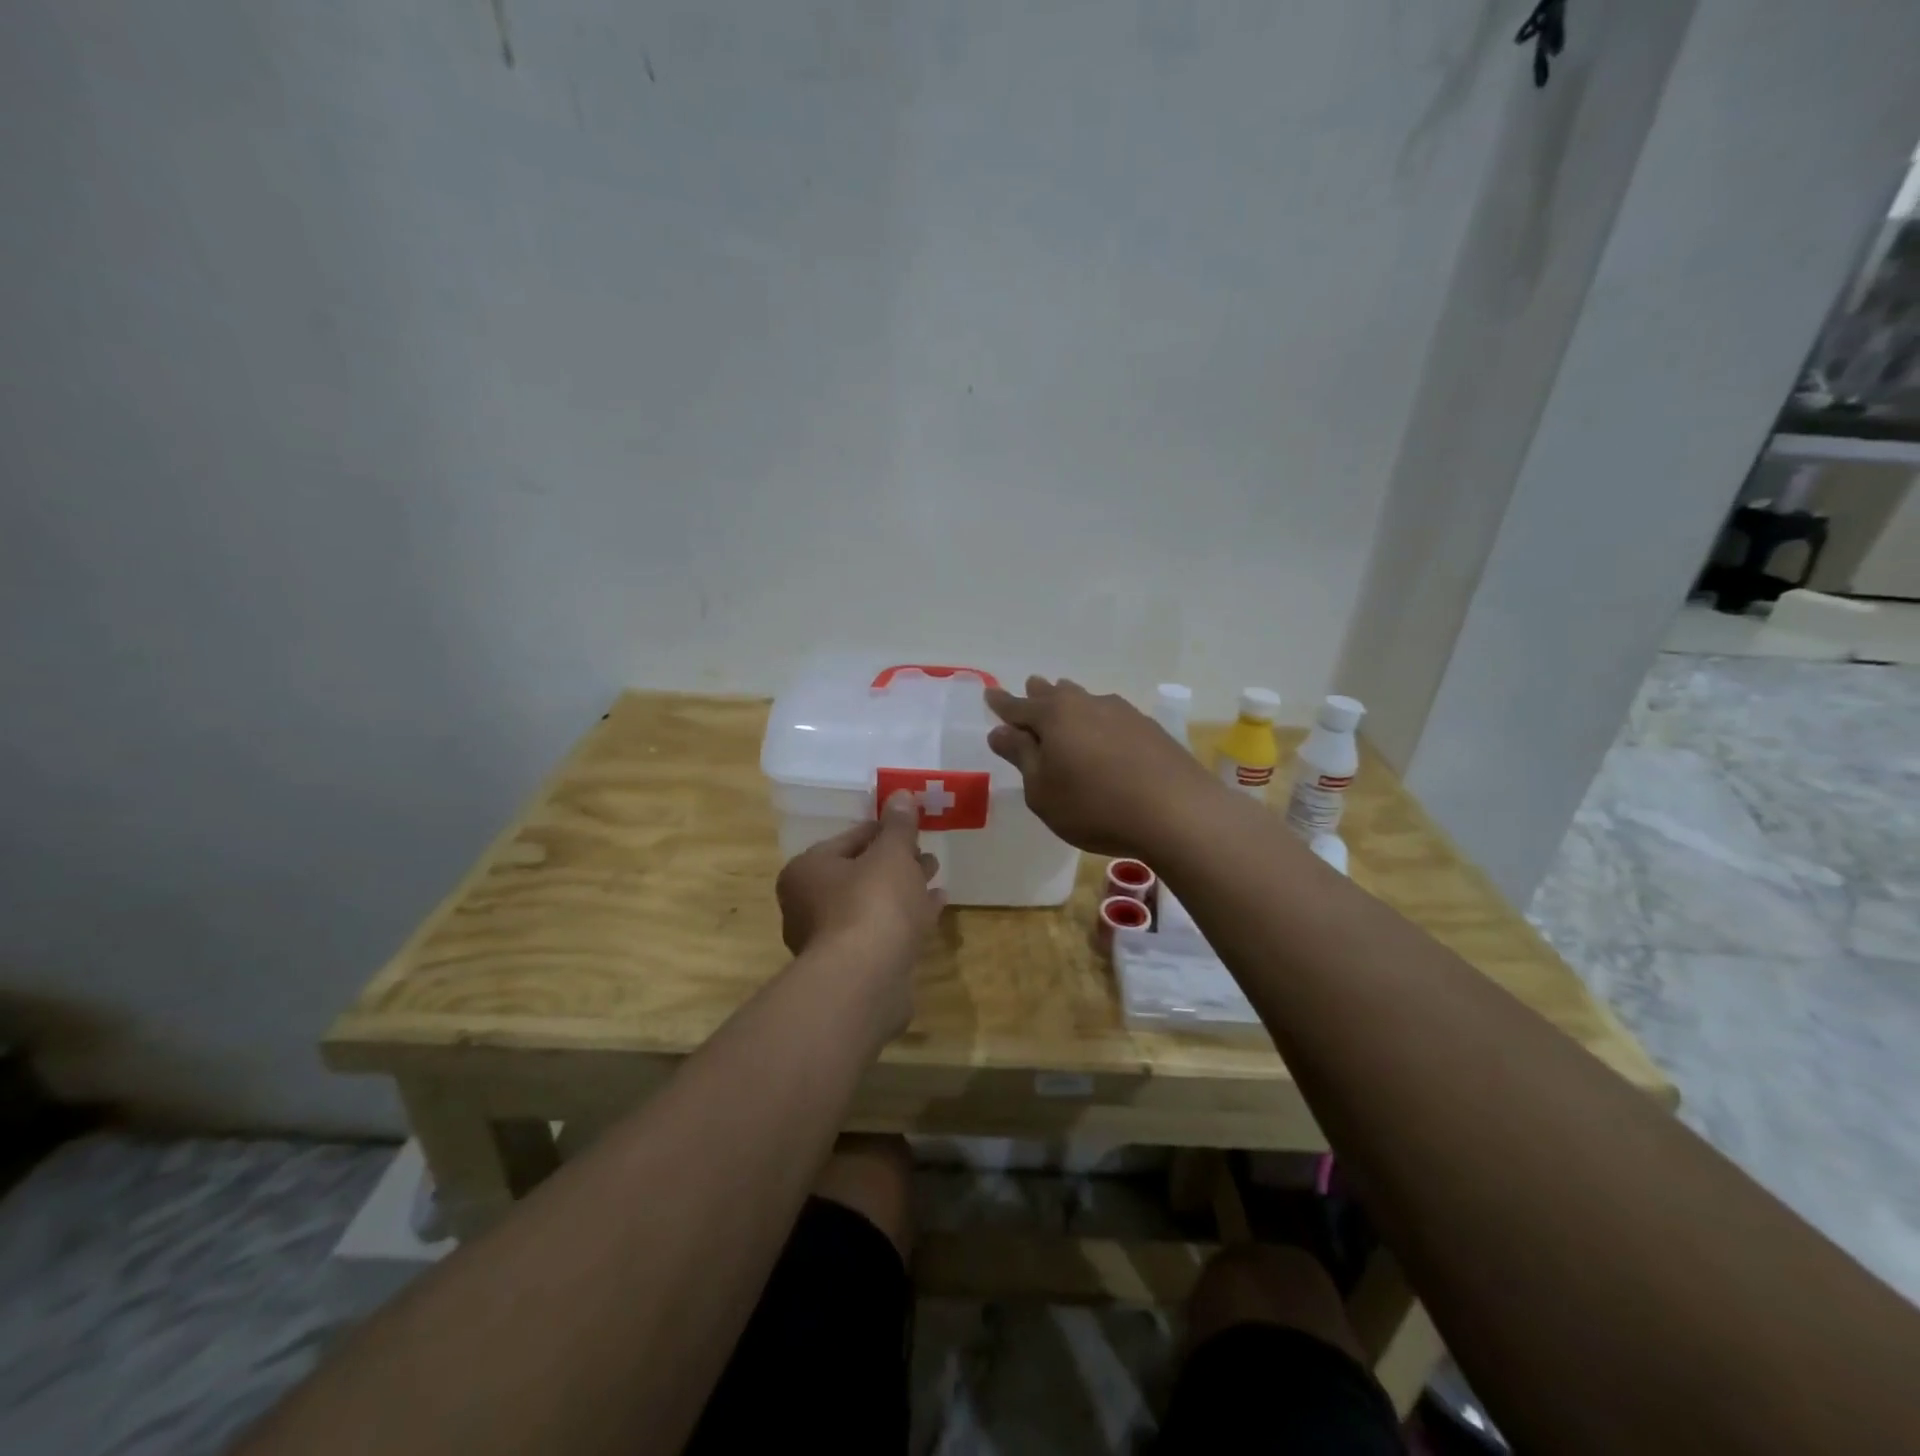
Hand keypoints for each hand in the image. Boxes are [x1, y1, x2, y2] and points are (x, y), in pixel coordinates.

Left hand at [776, 790, 945, 981]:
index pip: (850, 839)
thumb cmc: (872, 903)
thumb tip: (901, 795)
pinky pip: (883, 930)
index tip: (912, 826)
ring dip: (904, 888)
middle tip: (926, 852)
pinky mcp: (853, 966)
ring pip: (873, 903)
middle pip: (860, 872)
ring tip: (936, 874)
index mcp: (808, 870)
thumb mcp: (891, 854)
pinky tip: (937, 905)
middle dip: (896, 861)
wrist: (865, 980)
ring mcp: (830, 939)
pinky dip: (907, 916)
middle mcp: (809, 904)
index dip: (883, 830)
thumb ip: (898, 826)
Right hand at [986, 677, 1221, 857]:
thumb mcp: (1043, 791)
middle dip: (1039, 694)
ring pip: (1087, 701)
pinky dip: (1100, 721)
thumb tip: (1000, 732)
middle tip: (1031, 685)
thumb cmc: (1094, 806)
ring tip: (1066, 698)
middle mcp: (1088, 704)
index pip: (1019, 707)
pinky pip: (1112, 717)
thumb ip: (1021, 757)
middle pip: (1056, 695)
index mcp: (1054, 717)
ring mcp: (1123, 713)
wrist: (1177, 812)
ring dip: (1072, 701)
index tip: (990, 695)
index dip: (1002, 704)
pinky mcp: (1150, 729)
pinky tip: (1105, 732)